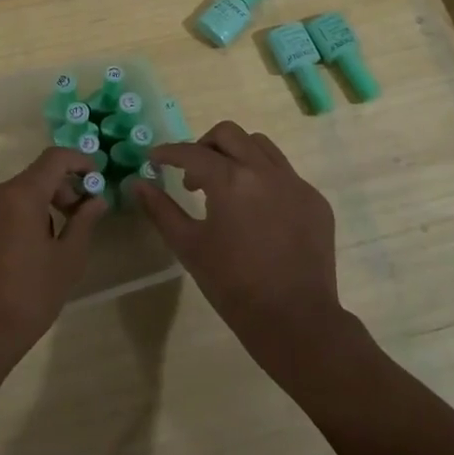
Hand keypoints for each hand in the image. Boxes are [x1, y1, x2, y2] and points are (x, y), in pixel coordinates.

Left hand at [0, 147, 105, 369]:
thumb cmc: (29, 296)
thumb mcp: (67, 260)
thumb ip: (84, 222)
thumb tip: (96, 200)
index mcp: (21, 195)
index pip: (54, 158)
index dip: (79, 161)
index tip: (96, 179)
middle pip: (33, 178)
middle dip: (60, 190)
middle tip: (78, 218)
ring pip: (12, 198)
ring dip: (37, 208)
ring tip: (51, 244)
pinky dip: (14, 222)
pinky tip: (20, 257)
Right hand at [130, 121, 347, 381]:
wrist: (295, 320)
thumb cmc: (233, 286)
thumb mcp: (189, 247)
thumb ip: (161, 210)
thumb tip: (138, 183)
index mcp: (231, 180)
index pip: (192, 152)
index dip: (168, 152)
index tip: (155, 159)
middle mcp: (265, 171)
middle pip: (229, 134)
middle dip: (204, 146)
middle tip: (193, 175)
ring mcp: (295, 183)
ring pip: (261, 146)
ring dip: (237, 154)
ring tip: (226, 186)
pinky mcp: (315, 200)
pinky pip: (285, 173)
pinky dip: (264, 178)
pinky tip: (257, 211)